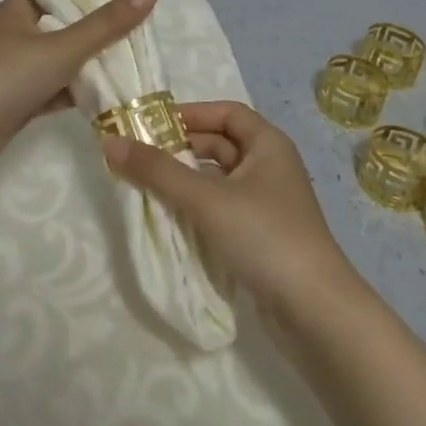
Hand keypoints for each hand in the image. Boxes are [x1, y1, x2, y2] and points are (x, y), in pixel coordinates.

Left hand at [0, 0, 157, 176]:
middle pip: (66, 20)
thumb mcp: (63, 46)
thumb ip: (107, 23)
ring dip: (92, 59)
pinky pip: (59, 88)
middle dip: (99, 22)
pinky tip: (112, 92)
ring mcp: (20, 68)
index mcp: (20, 7)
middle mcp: (19, 32)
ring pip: (64, 57)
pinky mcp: (23, 99)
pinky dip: (80, 91)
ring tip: (135, 53)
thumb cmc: (7, 76)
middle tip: (140, 19)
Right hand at [102, 101, 358, 320]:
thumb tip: (109, 142)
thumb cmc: (265, 236)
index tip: (152, 124)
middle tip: (140, 156)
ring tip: (148, 187)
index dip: (191, 114)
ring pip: (220, 180)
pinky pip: (223, 209)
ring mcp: (268, 205)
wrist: (316, 312)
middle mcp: (271, 167)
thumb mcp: (206, 199)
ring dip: (187, 180)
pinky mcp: (262, 237)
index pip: (226, 113)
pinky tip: (172, 220)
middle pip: (221, 145)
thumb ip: (158, 171)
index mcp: (268, 144)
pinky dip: (198, 208)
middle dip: (182, 148)